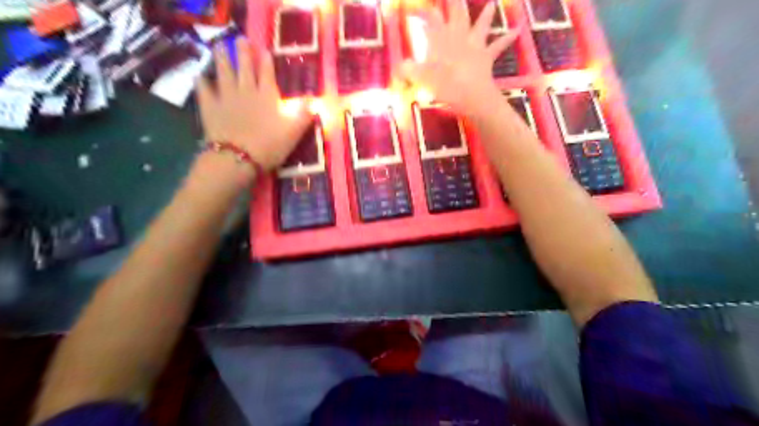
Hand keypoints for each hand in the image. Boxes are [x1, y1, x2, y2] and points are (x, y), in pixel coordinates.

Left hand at [200, 37, 312, 170]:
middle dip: (243, 52)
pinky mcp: (210, 107)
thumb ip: (304, 113)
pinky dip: (201, 82)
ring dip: (221, 58)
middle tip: (241, 40)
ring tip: (219, 47)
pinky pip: (203, 90)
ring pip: (223, 72)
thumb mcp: (294, 131)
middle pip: (244, 67)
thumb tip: (313, 98)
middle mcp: (246, 90)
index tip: (264, 50)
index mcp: (267, 95)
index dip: (266, 61)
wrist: (238, 157)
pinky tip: (200, 76)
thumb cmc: (270, 145)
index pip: (267, 73)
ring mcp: (225, 97)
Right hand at [400, 0, 519, 115]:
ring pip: (481, 24)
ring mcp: (474, 45)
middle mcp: (458, 37)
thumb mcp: (421, 78)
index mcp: (441, 40)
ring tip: (493, 3)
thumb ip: (408, 70)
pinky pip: (499, 45)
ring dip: (486, 13)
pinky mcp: (486, 56)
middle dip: (454, 3)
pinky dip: (508, 37)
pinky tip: (518, 30)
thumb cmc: (444, 85)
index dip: (422, 13)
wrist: (471, 95)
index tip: (414, 10)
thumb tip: (399, 66)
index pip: (430, 19)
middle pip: (457, 13)